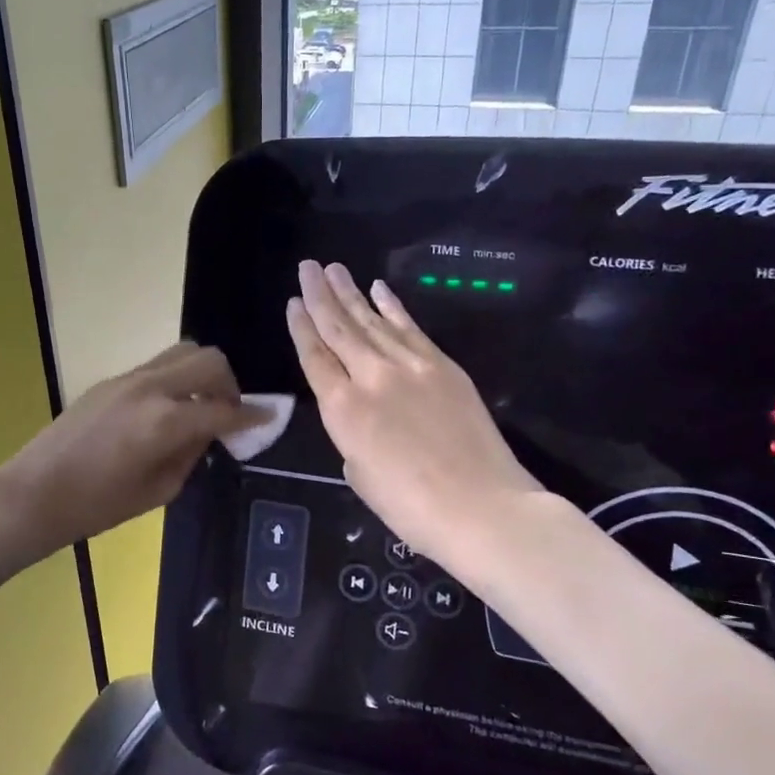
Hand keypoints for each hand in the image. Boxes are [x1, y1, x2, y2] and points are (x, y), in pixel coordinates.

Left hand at [0, 343, 257, 552]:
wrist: (35, 491)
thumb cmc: (97, 505)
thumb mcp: (158, 490)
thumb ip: (191, 454)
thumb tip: (208, 431)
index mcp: (165, 421)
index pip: (223, 409)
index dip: (251, 415)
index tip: (268, 417)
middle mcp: (151, 388)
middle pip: (208, 360)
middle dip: (229, 384)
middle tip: (228, 412)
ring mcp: (128, 378)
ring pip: (182, 351)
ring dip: (202, 373)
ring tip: (200, 405)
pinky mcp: (111, 380)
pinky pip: (157, 366)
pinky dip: (176, 378)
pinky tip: (168, 410)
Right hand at [288, 261, 543, 575]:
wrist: (481, 507)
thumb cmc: (410, 506)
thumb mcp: (359, 474)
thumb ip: (351, 435)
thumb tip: (361, 417)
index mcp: (343, 409)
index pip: (314, 357)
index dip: (301, 327)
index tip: (293, 302)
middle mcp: (371, 377)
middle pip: (339, 328)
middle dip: (320, 295)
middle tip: (308, 267)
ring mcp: (410, 366)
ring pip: (372, 321)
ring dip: (351, 293)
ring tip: (335, 269)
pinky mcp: (443, 366)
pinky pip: (410, 328)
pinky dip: (393, 307)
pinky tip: (379, 289)